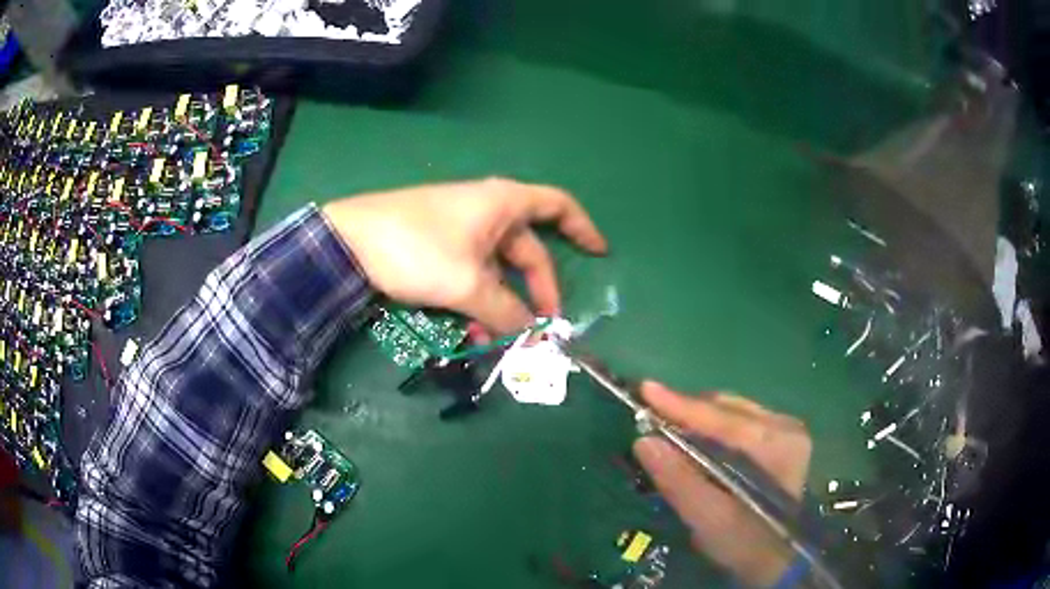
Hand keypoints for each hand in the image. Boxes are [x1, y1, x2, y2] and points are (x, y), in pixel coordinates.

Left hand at [322, 178, 607, 333]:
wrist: (349, 241)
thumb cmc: (417, 249)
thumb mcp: (468, 284)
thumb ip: (506, 310)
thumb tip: (532, 334)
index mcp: (503, 204)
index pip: (558, 205)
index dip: (583, 228)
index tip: (599, 255)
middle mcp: (488, 211)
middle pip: (528, 251)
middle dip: (536, 292)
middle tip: (540, 329)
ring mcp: (462, 229)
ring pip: (497, 270)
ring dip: (502, 305)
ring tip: (496, 340)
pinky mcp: (439, 245)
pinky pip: (472, 273)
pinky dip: (478, 299)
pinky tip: (470, 329)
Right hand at [634, 382, 811, 587]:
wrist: (776, 559)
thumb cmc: (744, 543)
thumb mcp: (709, 519)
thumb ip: (679, 481)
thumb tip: (644, 441)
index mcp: (776, 444)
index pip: (722, 419)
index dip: (680, 405)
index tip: (646, 389)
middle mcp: (785, 427)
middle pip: (727, 410)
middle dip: (687, 413)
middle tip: (649, 416)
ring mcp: (786, 430)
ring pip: (732, 413)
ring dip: (698, 420)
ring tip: (667, 428)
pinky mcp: (782, 438)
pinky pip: (739, 422)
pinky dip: (713, 429)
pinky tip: (696, 441)